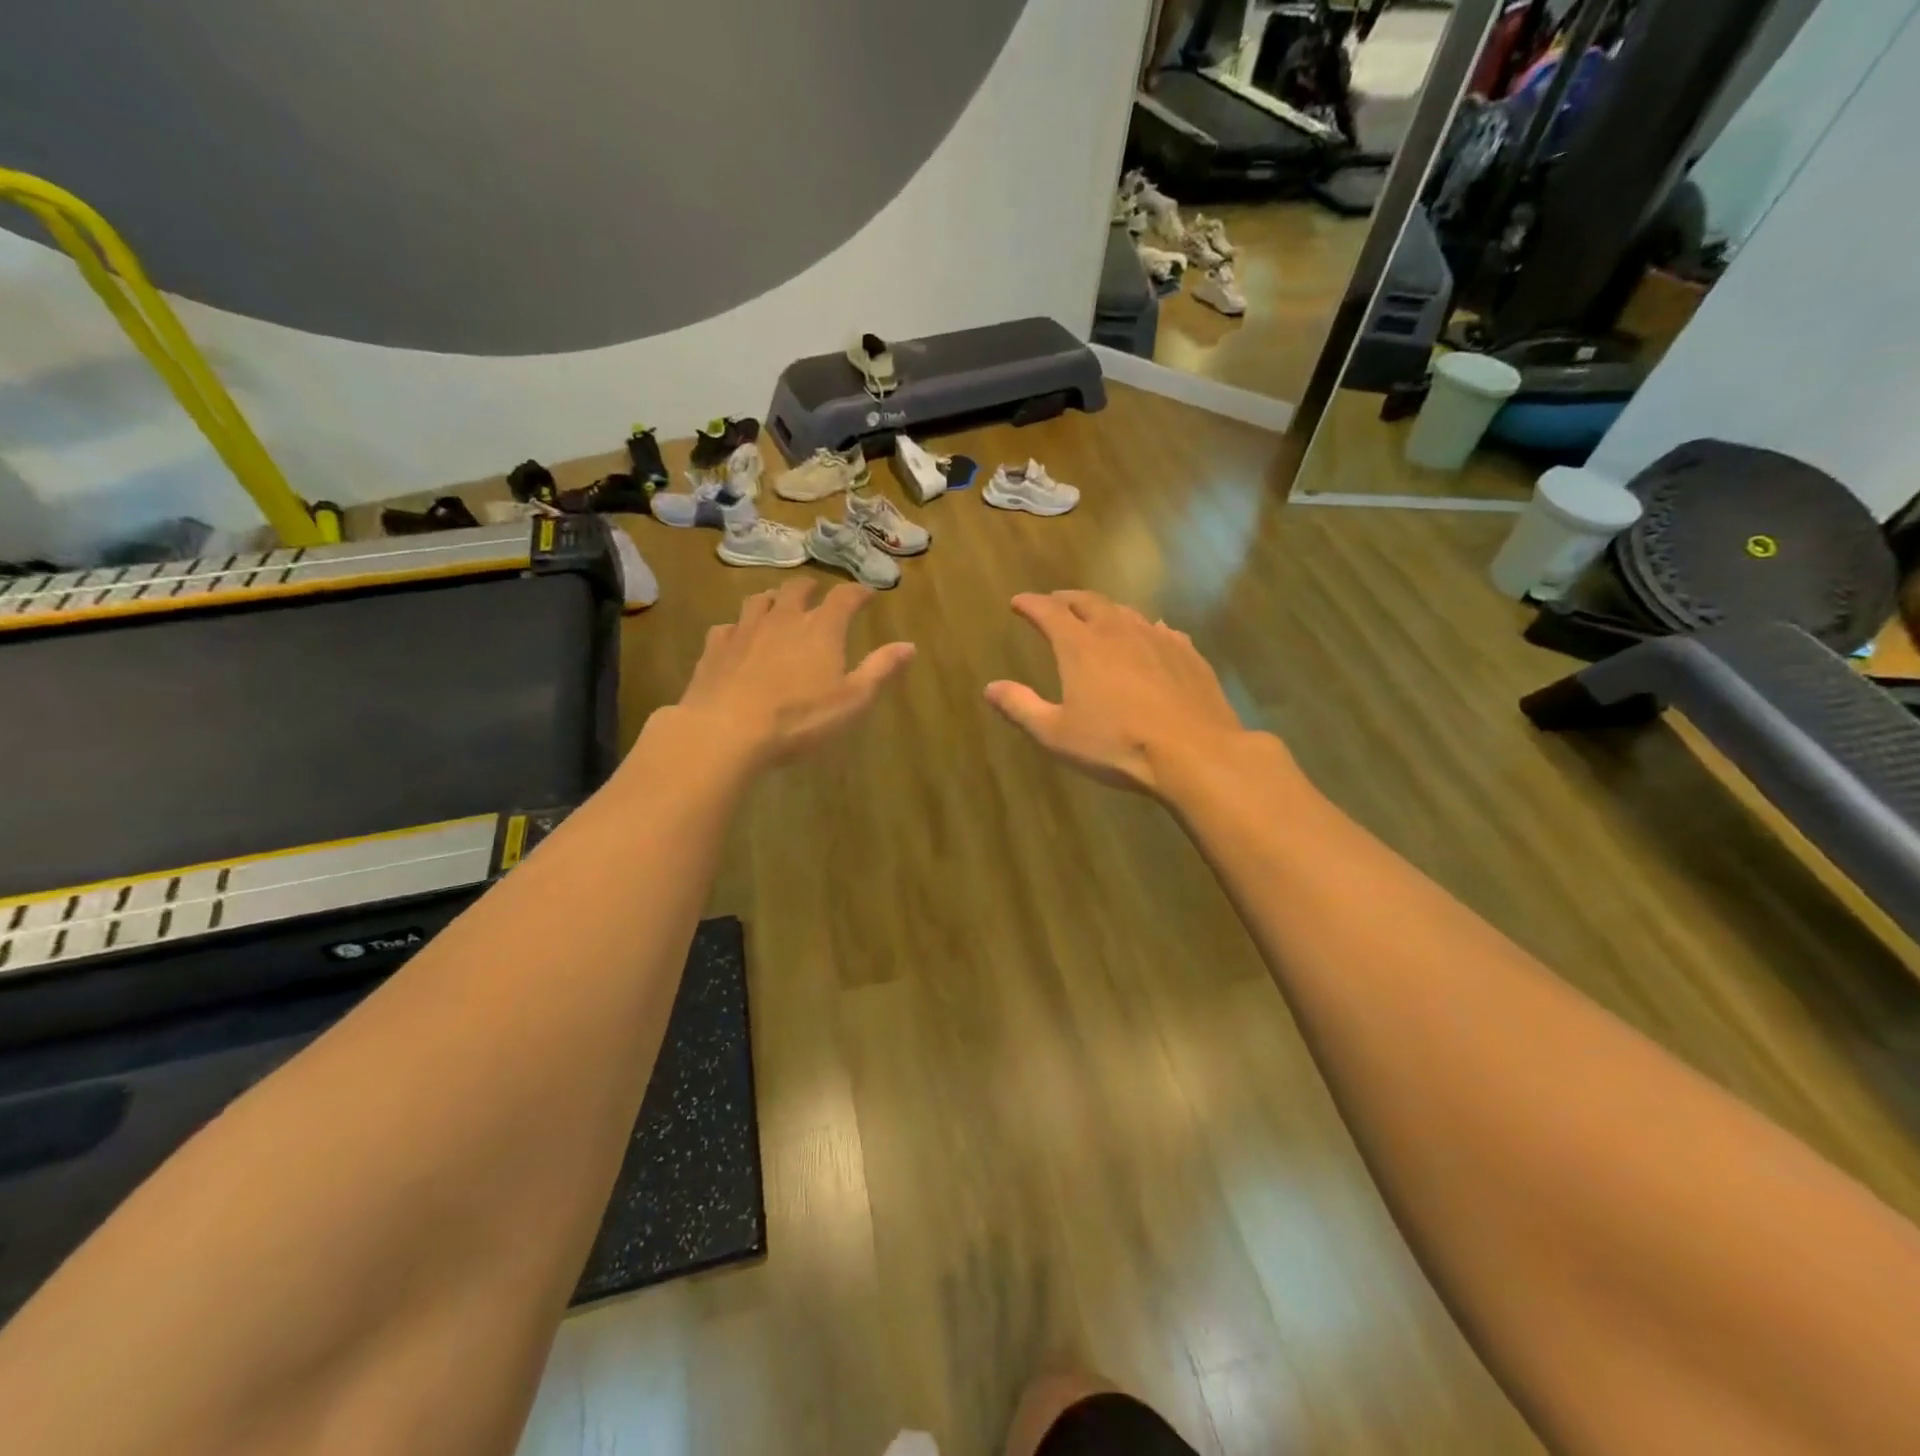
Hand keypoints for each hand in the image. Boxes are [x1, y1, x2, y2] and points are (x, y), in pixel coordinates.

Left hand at [673, 579, 914, 767]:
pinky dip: (738, 628)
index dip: (858, 593)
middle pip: (797, 589)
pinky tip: (739, 639)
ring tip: (778, 607)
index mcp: (821, 629)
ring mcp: (745, 629)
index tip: (867, 595)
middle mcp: (783, 618)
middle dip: (811, 588)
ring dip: (773, 600)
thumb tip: (909, 645)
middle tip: (817, 594)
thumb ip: (880, 670)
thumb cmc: (799, 719)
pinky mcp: (716, 647)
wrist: (727, 731)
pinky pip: (728, 627)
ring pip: (760, 601)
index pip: (844, 598)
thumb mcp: (852, 700)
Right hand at [985, 590, 1253, 796]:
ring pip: (1125, 612)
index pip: (1048, 612)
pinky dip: (1144, 629)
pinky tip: (1150, 636)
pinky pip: (1160, 630)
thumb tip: (991, 688)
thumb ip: (1021, 707)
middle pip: (1088, 602)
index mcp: (1080, 645)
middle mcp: (1118, 630)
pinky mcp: (1187, 654)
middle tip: (1055, 603)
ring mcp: (1157, 638)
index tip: (1018, 602)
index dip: (1030, 604)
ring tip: (1097, 618)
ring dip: (1105, 611)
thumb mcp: (1056, 734)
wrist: (1193, 753)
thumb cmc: (1116, 745)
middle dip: (1066, 599)